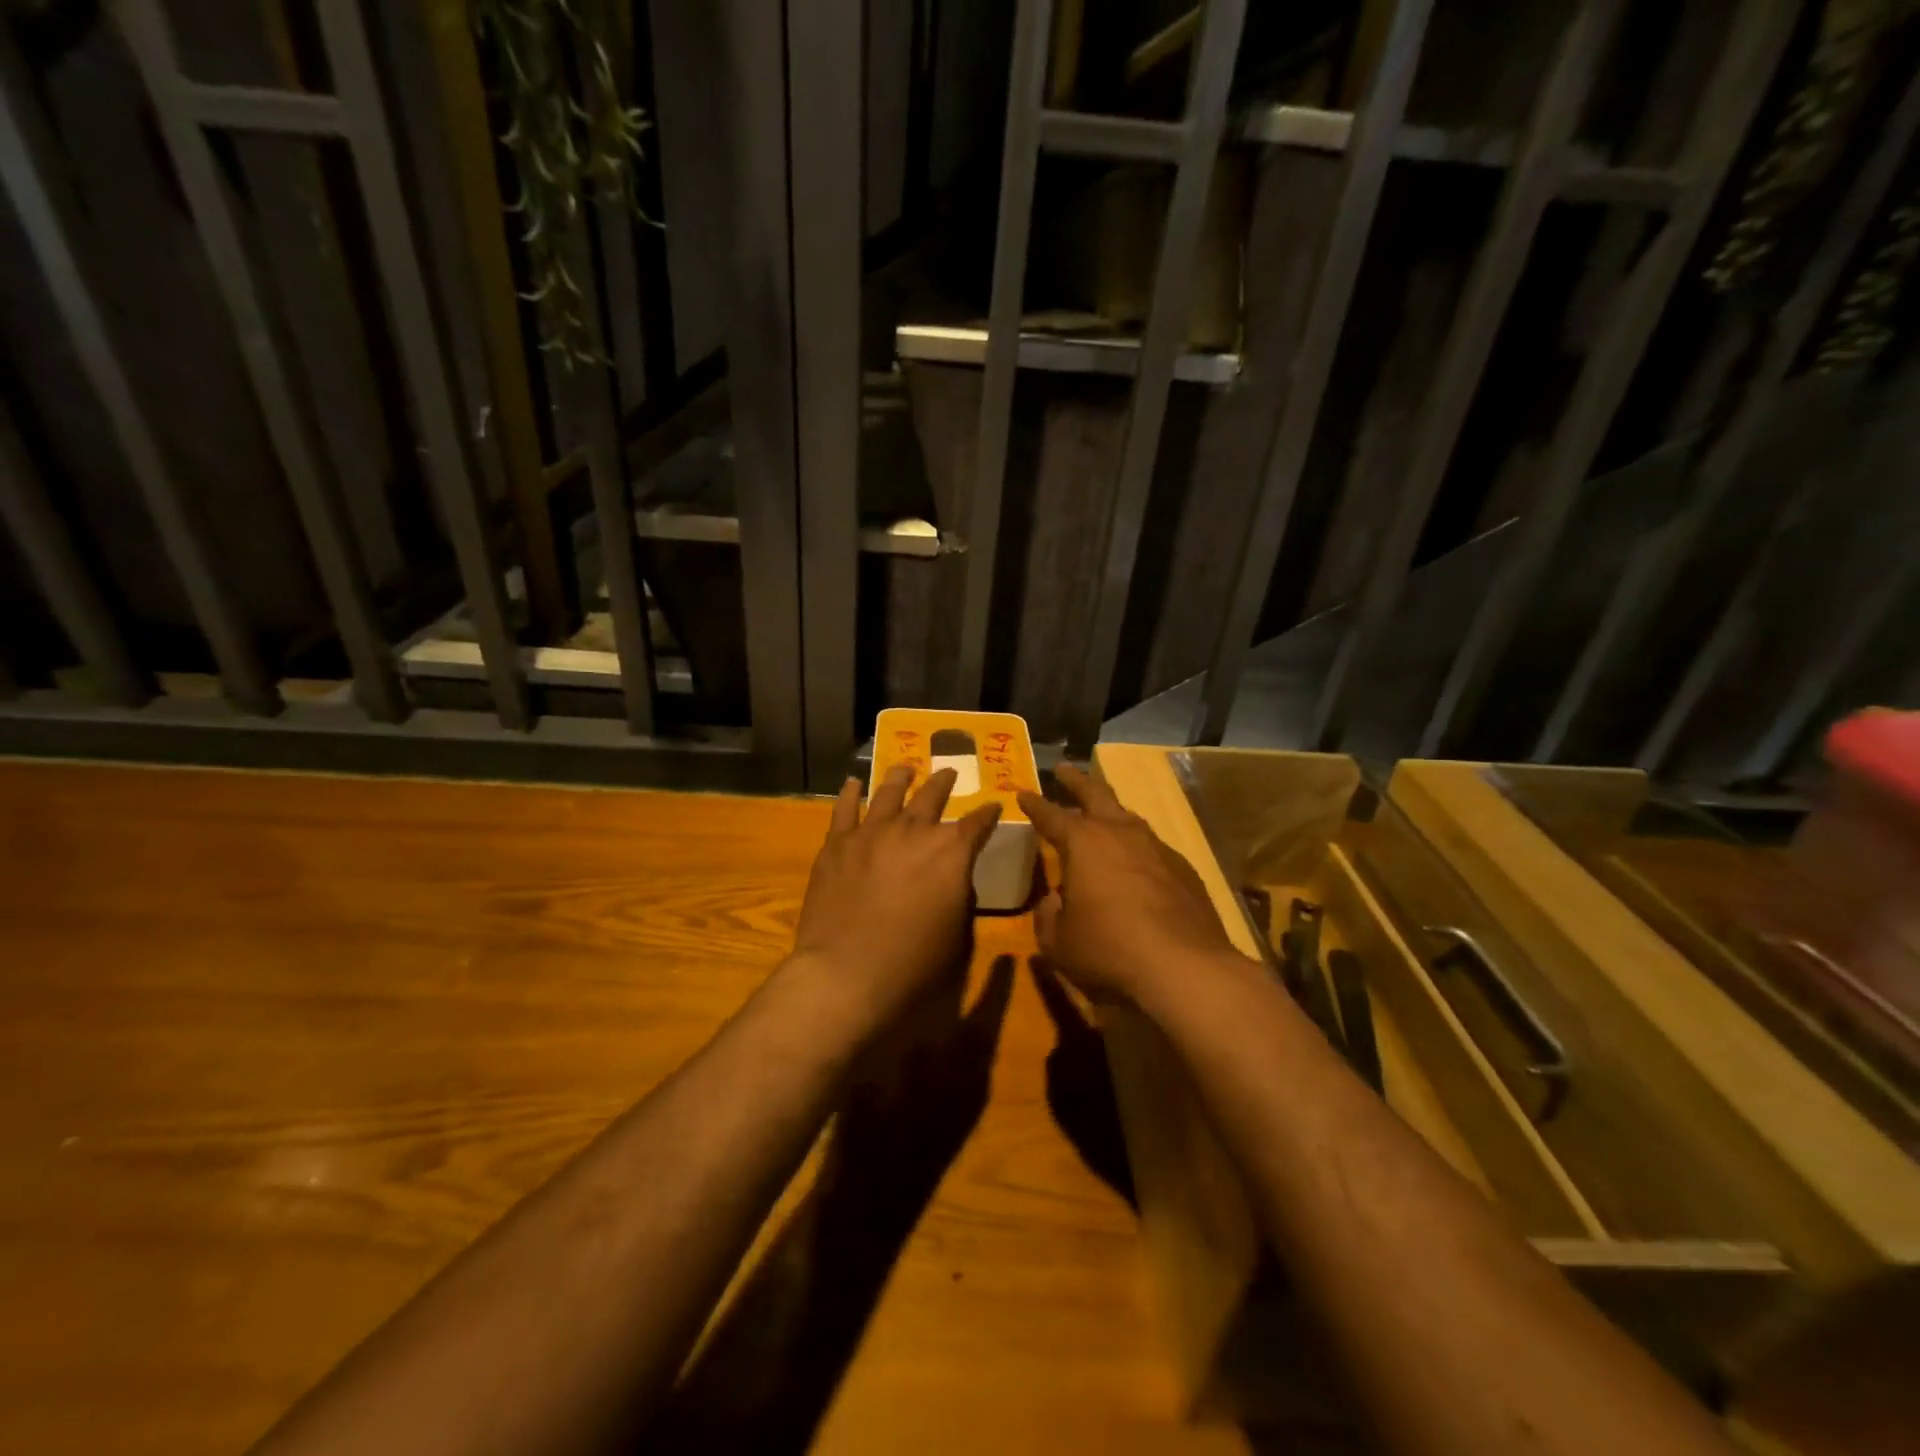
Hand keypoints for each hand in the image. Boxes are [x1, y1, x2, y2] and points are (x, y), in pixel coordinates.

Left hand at [790, 765, 1002, 1024]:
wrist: (847, 973)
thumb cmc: (913, 964)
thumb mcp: (957, 936)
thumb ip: (960, 898)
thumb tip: (955, 881)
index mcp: (951, 852)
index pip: (977, 823)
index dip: (988, 814)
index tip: (993, 805)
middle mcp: (914, 831)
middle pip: (932, 796)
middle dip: (944, 783)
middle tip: (949, 772)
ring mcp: (872, 832)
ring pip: (889, 792)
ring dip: (900, 777)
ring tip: (905, 768)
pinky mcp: (837, 843)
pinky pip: (844, 809)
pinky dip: (850, 793)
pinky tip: (852, 783)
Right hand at [1018, 764, 1249, 1007]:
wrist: (1185, 967)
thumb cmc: (1109, 950)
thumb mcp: (1059, 943)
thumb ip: (1048, 918)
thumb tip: (1053, 902)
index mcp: (1082, 843)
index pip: (1050, 815)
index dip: (1034, 804)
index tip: (1023, 793)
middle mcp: (1120, 834)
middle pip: (1095, 794)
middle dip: (1076, 781)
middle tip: (1063, 770)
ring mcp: (1156, 848)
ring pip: (1128, 817)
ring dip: (1111, 811)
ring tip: (1102, 813)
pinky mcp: (1184, 869)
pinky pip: (1152, 848)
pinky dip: (1137, 848)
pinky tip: (1137, 865)